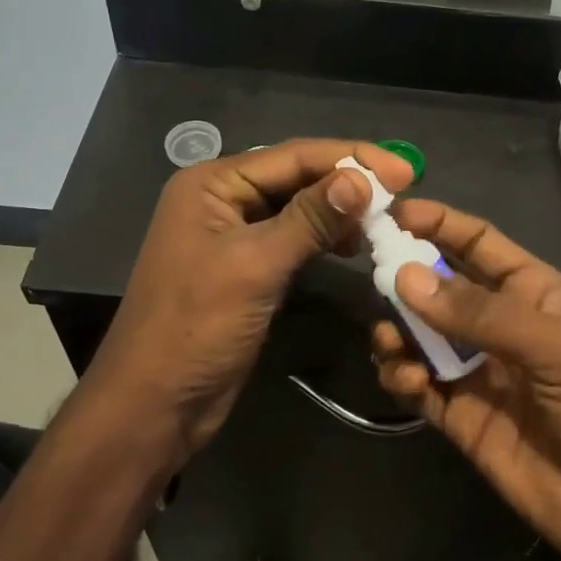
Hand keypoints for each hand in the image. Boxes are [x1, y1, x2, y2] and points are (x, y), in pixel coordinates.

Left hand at [83, 139, 416, 467]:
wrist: (154, 404)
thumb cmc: (196, 328)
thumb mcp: (255, 266)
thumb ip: (309, 218)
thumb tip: (362, 178)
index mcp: (212, 184)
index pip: (293, 156)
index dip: (351, 157)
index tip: (406, 170)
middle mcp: (221, 200)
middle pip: (295, 177)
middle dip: (347, 182)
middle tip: (403, 192)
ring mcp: (232, 236)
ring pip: (297, 209)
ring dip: (339, 211)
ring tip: (383, 222)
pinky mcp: (246, 269)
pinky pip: (292, 239)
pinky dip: (323, 239)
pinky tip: (351, 246)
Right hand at [371, 199, 560, 560]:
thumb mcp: (554, 349)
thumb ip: (479, 313)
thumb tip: (403, 277)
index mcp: (530, 291)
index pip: (476, 242)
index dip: (437, 223)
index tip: (391, 213)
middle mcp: (498, 323)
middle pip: (438, 285)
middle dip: (404, 277)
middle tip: (373, 278)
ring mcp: (475, 369)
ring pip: (418, 334)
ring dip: (396, 330)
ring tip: (391, 342)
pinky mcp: (458, 414)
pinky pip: (416, 382)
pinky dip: (401, 376)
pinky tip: (407, 381)